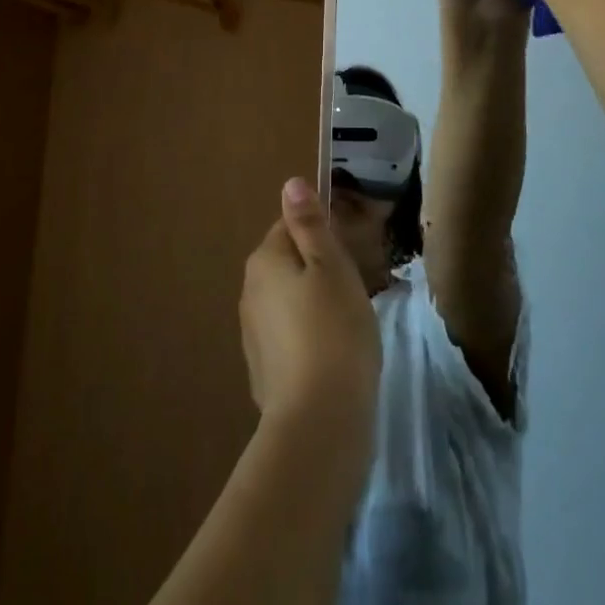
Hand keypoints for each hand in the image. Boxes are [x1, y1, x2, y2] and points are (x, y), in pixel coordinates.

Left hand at [241, 179, 381, 446]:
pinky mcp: (263, 369)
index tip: (350, 253)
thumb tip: (290, 184)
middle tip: (354, 288)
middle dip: (318, 269)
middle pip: (288, 263)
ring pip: (288, 300)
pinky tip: (332, 355)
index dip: (322, 234)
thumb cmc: (334, 330)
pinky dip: (308, 337)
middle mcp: (249, 291)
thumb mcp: (331, 266)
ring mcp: (252, 333)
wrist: (319, 420)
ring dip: (314, 303)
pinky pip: (289, 335)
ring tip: (348, 324)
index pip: (290, 226)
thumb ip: (309, 224)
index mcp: (264, 260)